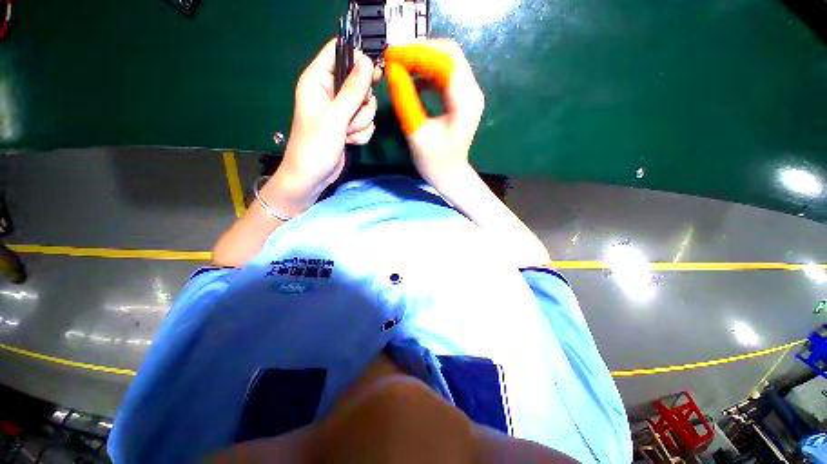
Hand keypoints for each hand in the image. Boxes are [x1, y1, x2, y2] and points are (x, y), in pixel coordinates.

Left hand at [272, 39, 380, 210]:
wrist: (313, 177)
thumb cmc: (315, 146)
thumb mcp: (334, 117)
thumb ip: (352, 90)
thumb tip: (367, 61)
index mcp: (318, 80)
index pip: (339, 51)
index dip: (357, 58)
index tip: (372, 74)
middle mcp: (331, 91)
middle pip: (360, 81)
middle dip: (361, 103)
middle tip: (351, 115)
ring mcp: (341, 110)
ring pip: (366, 105)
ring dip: (361, 122)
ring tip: (346, 133)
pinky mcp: (349, 125)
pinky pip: (366, 122)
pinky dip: (362, 133)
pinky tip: (350, 141)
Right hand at [385, 40, 483, 188]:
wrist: (450, 176)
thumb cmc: (435, 162)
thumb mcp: (417, 134)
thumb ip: (405, 100)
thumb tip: (392, 69)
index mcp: (465, 101)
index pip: (444, 61)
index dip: (416, 53)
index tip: (391, 55)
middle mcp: (472, 91)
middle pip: (449, 54)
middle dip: (419, 51)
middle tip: (394, 58)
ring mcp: (469, 93)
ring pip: (447, 60)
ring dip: (422, 59)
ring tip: (400, 66)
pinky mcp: (461, 97)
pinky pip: (445, 74)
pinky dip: (427, 71)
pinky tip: (412, 79)